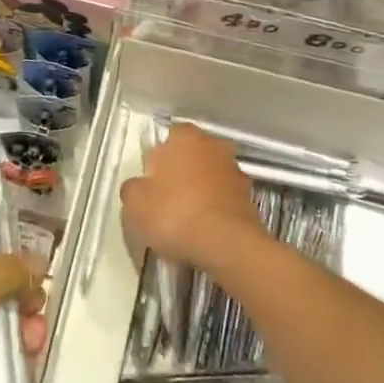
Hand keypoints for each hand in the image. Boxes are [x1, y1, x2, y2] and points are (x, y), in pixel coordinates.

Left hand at [0, 257, 45, 382]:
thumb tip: (37, 262)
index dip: (1, 256)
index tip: (31, 259)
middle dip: (19, 295)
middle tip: (37, 300)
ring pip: (6, 332)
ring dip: (25, 328)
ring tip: (35, 333)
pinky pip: (10, 369)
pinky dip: (24, 361)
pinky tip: (33, 356)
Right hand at [122, 122, 264, 271]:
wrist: (227, 245)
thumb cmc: (174, 214)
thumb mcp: (134, 202)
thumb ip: (133, 187)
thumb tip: (139, 188)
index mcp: (185, 137)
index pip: (167, 139)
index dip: (156, 161)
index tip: (150, 185)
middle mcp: (213, 146)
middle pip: (191, 156)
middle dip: (181, 174)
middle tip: (166, 201)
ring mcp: (235, 171)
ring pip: (209, 178)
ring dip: (200, 192)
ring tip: (186, 221)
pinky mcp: (250, 198)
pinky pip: (223, 200)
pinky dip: (215, 210)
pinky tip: (204, 232)